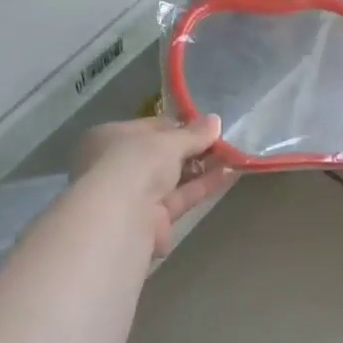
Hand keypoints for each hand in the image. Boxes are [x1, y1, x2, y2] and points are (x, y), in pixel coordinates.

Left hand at [73, 116, 236, 254]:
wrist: (121, 217)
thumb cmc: (135, 163)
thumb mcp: (167, 142)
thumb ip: (192, 134)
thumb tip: (215, 121)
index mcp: (110, 138)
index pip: (148, 128)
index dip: (178, 126)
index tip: (205, 125)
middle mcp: (118, 166)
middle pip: (161, 155)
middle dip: (192, 148)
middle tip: (222, 141)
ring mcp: (134, 196)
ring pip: (173, 179)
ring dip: (201, 167)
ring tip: (233, 156)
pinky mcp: (152, 221)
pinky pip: (181, 198)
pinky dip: (203, 186)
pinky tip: (229, 174)